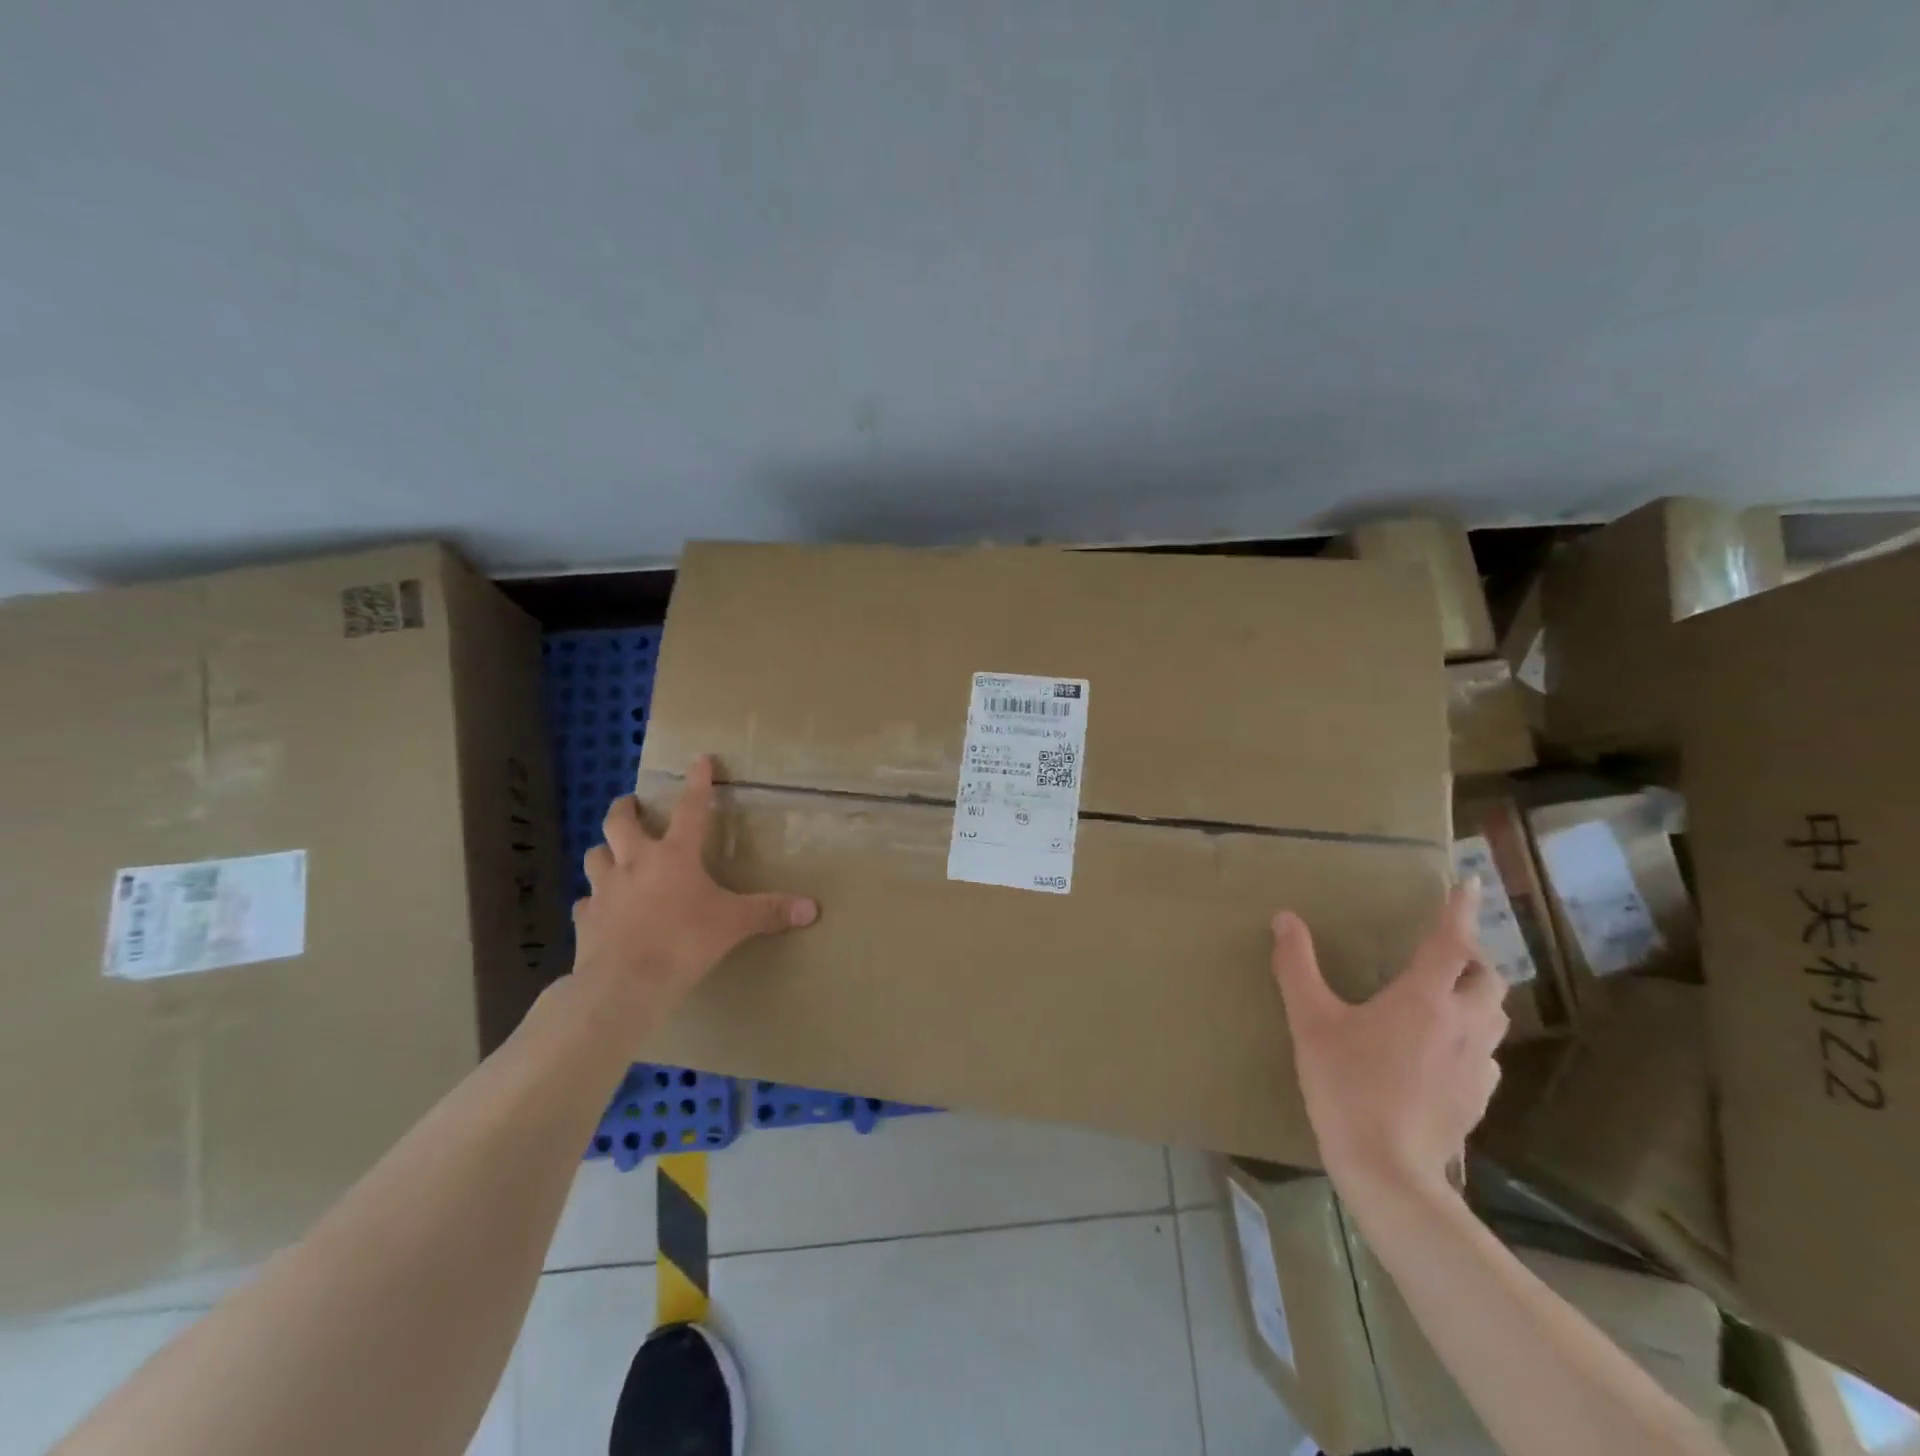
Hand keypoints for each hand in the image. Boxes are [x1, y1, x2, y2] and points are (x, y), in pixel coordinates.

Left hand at [572, 755, 817, 1024]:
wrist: (625, 984)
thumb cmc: (684, 942)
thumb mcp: (734, 924)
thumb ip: (770, 912)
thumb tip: (813, 908)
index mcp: (675, 856)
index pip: (691, 809)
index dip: (698, 782)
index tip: (699, 759)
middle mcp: (636, 863)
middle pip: (620, 822)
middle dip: (626, 808)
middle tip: (632, 804)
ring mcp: (605, 890)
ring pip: (595, 855)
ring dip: (605, 851)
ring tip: (613, 854)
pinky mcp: (586, 919)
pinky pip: (585, 903)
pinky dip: (593, 901)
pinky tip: (599, 909)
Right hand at [1270, 881, 1504, 1204]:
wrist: (1388, 1169)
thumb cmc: (1346, 1084)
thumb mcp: (1310, 1020)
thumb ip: (1297, 965)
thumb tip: (1284, 919)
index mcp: (1424, 998)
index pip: (1451, 941)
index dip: (1461, 910)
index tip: (1472, 884)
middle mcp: (1461, 1024)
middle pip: (1487, 978)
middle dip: (1472, 958)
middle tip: (1444, 953)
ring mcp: (1476, 1064)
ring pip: (1494, 1016)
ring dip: (1477, 996)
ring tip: (1448, 995)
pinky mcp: (1478, 1098)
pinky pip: (1486, 1054)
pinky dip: (1472, 1038)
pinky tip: (1444, 1051)